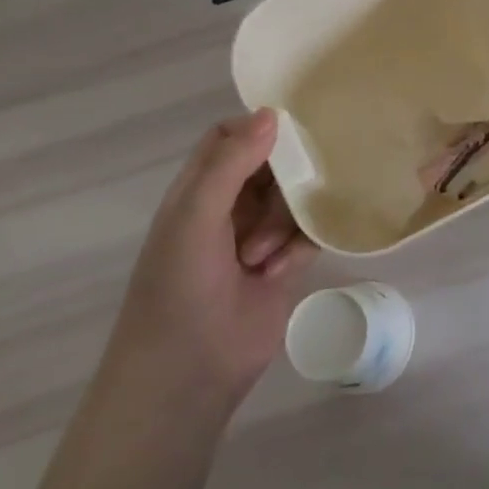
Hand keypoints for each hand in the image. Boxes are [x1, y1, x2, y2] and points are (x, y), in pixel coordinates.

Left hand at [118, 110, 314, 405]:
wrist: (187, 374)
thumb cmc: (179, 288)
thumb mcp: (196, 217)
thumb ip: (230, 163)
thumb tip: (272, 113)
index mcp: (198, 189)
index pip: (230, 137)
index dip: (257, 128)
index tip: (291, 128)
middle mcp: (229, 206)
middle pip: (271, 165)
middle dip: (283, 179)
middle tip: (288, 194)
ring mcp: (258, 236)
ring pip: (295, 199)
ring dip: (286, 221)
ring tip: (264, 256)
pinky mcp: (284, 265)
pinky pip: (308, 234)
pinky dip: (300, 247)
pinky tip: (280, 271)